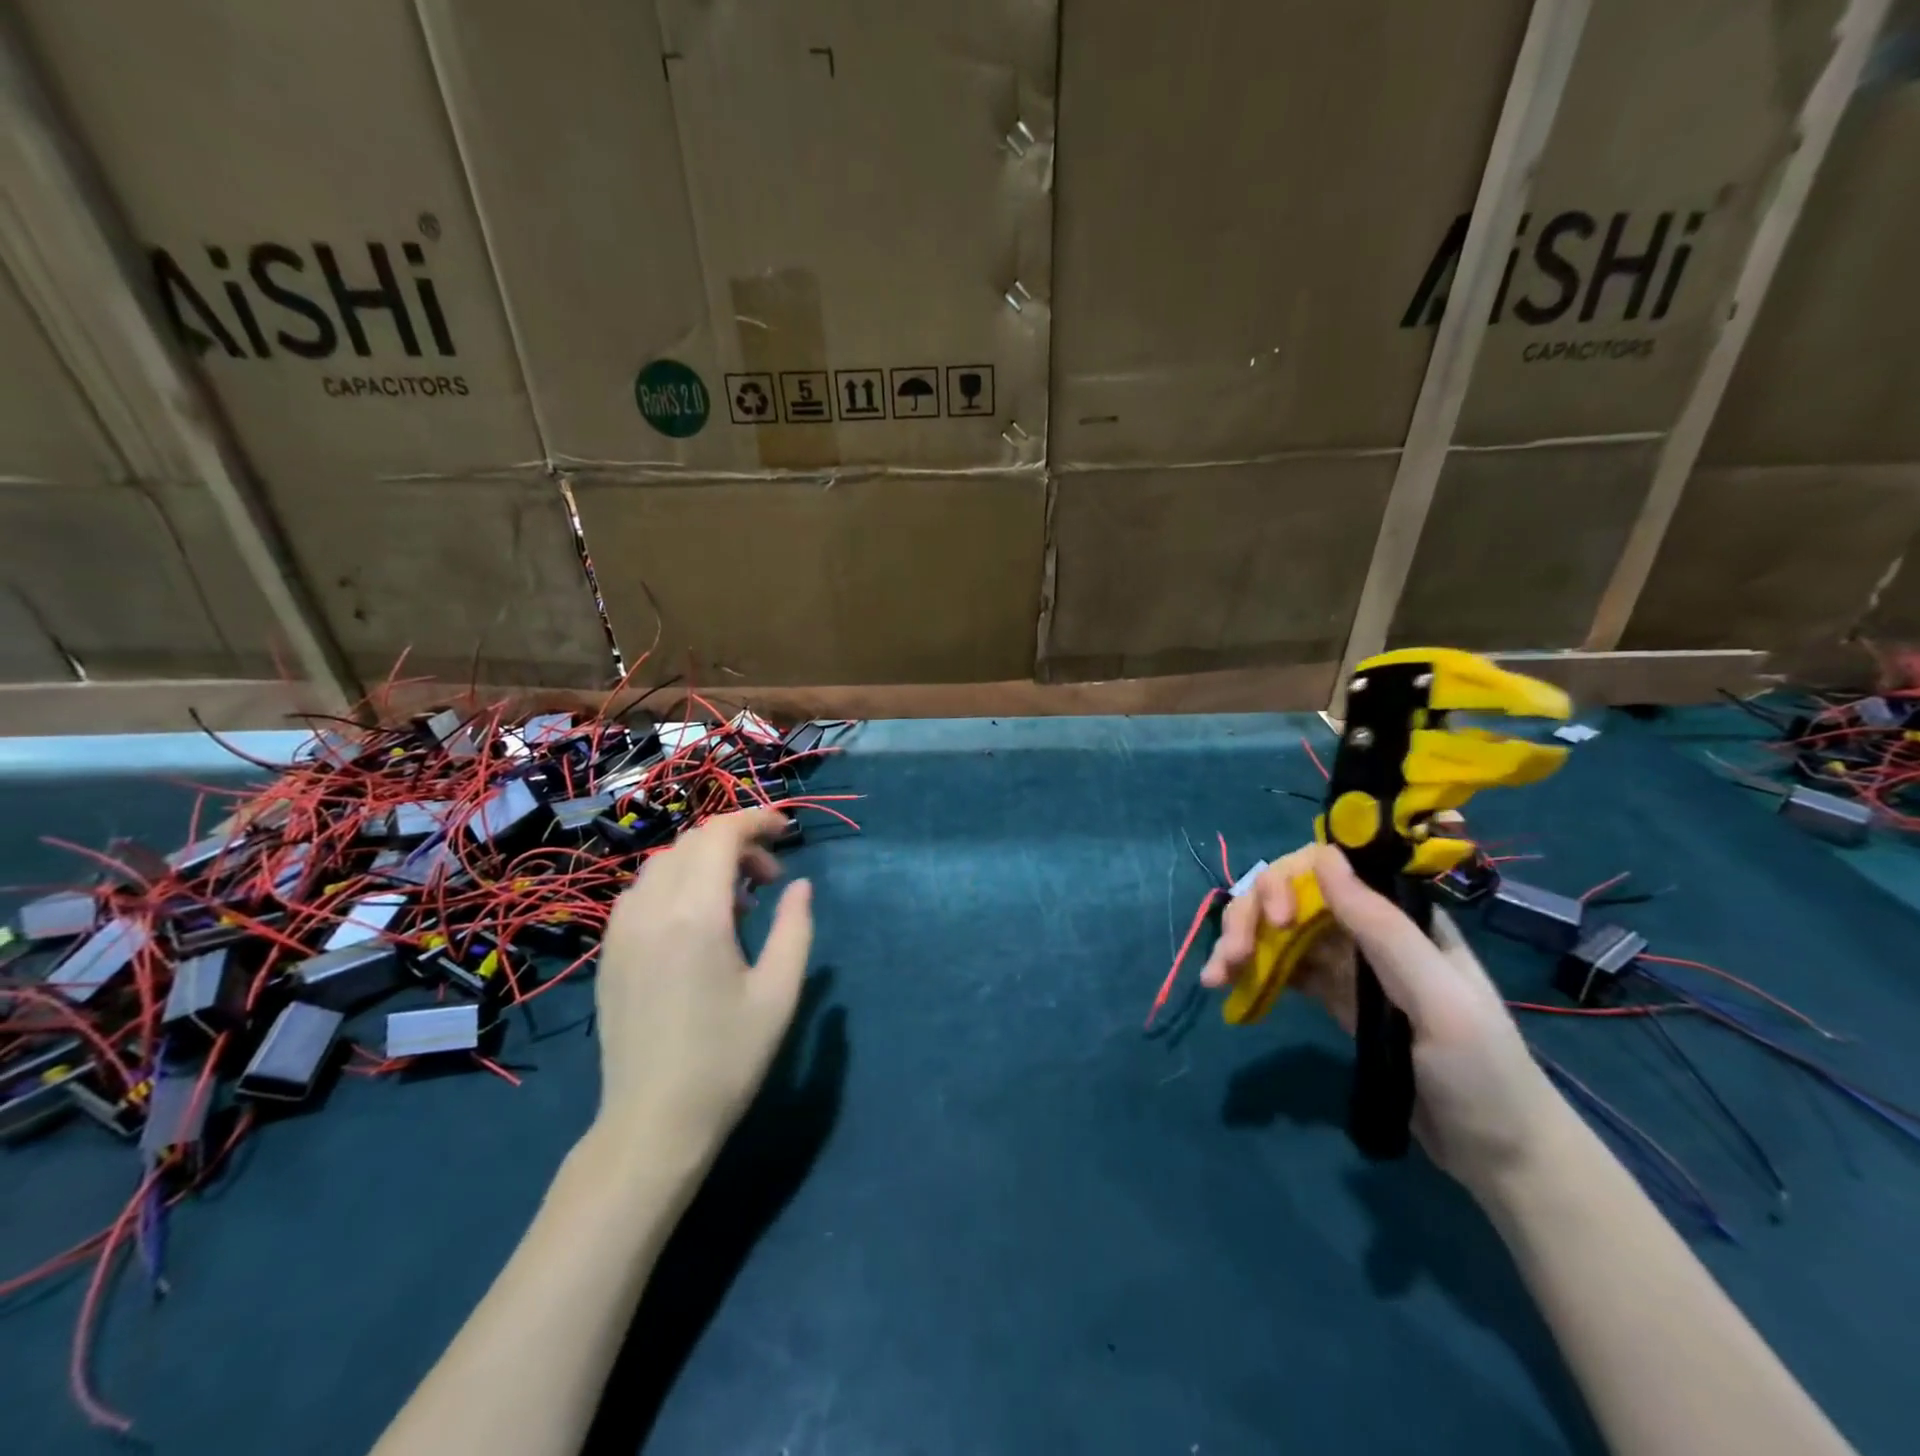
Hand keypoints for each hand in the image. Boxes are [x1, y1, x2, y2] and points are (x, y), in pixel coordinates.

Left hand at [590, 809, 813, 1159]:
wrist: (653, 1122)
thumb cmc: (727, 1058)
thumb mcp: (779, 992)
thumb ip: (794, 928)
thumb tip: (799, 885)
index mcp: (695, 916)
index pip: (720, 835)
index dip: (757, 820)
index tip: (788, 832)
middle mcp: (651, 910)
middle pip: (693, 842)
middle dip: (737, 843)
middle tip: (770, 880)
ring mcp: (622, 930)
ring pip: (664, 863)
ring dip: (705, 862)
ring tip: (737, 904)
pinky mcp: (610, 951)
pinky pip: (642, 891)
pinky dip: (676, 884)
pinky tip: (697, 923)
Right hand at [1200, 844, 1566, 1192]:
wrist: (1499, 1154)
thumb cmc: (1480, 1070)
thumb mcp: (1437, 998)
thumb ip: (1381, 927)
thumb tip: (1323, 856)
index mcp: (1400, 914)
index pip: (1327, 870)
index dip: (1289, 882)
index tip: (1279, 922)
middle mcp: (1367, 928)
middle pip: (1291, 896)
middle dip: (1252, 917)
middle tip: (1231, 959)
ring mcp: (1347, 962)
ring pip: (1278, 930)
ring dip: (1241, 943)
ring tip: (1215, 977)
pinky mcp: (1333, 995)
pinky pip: (1282, 967)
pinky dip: (1251, 971)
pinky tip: (1229, 986)